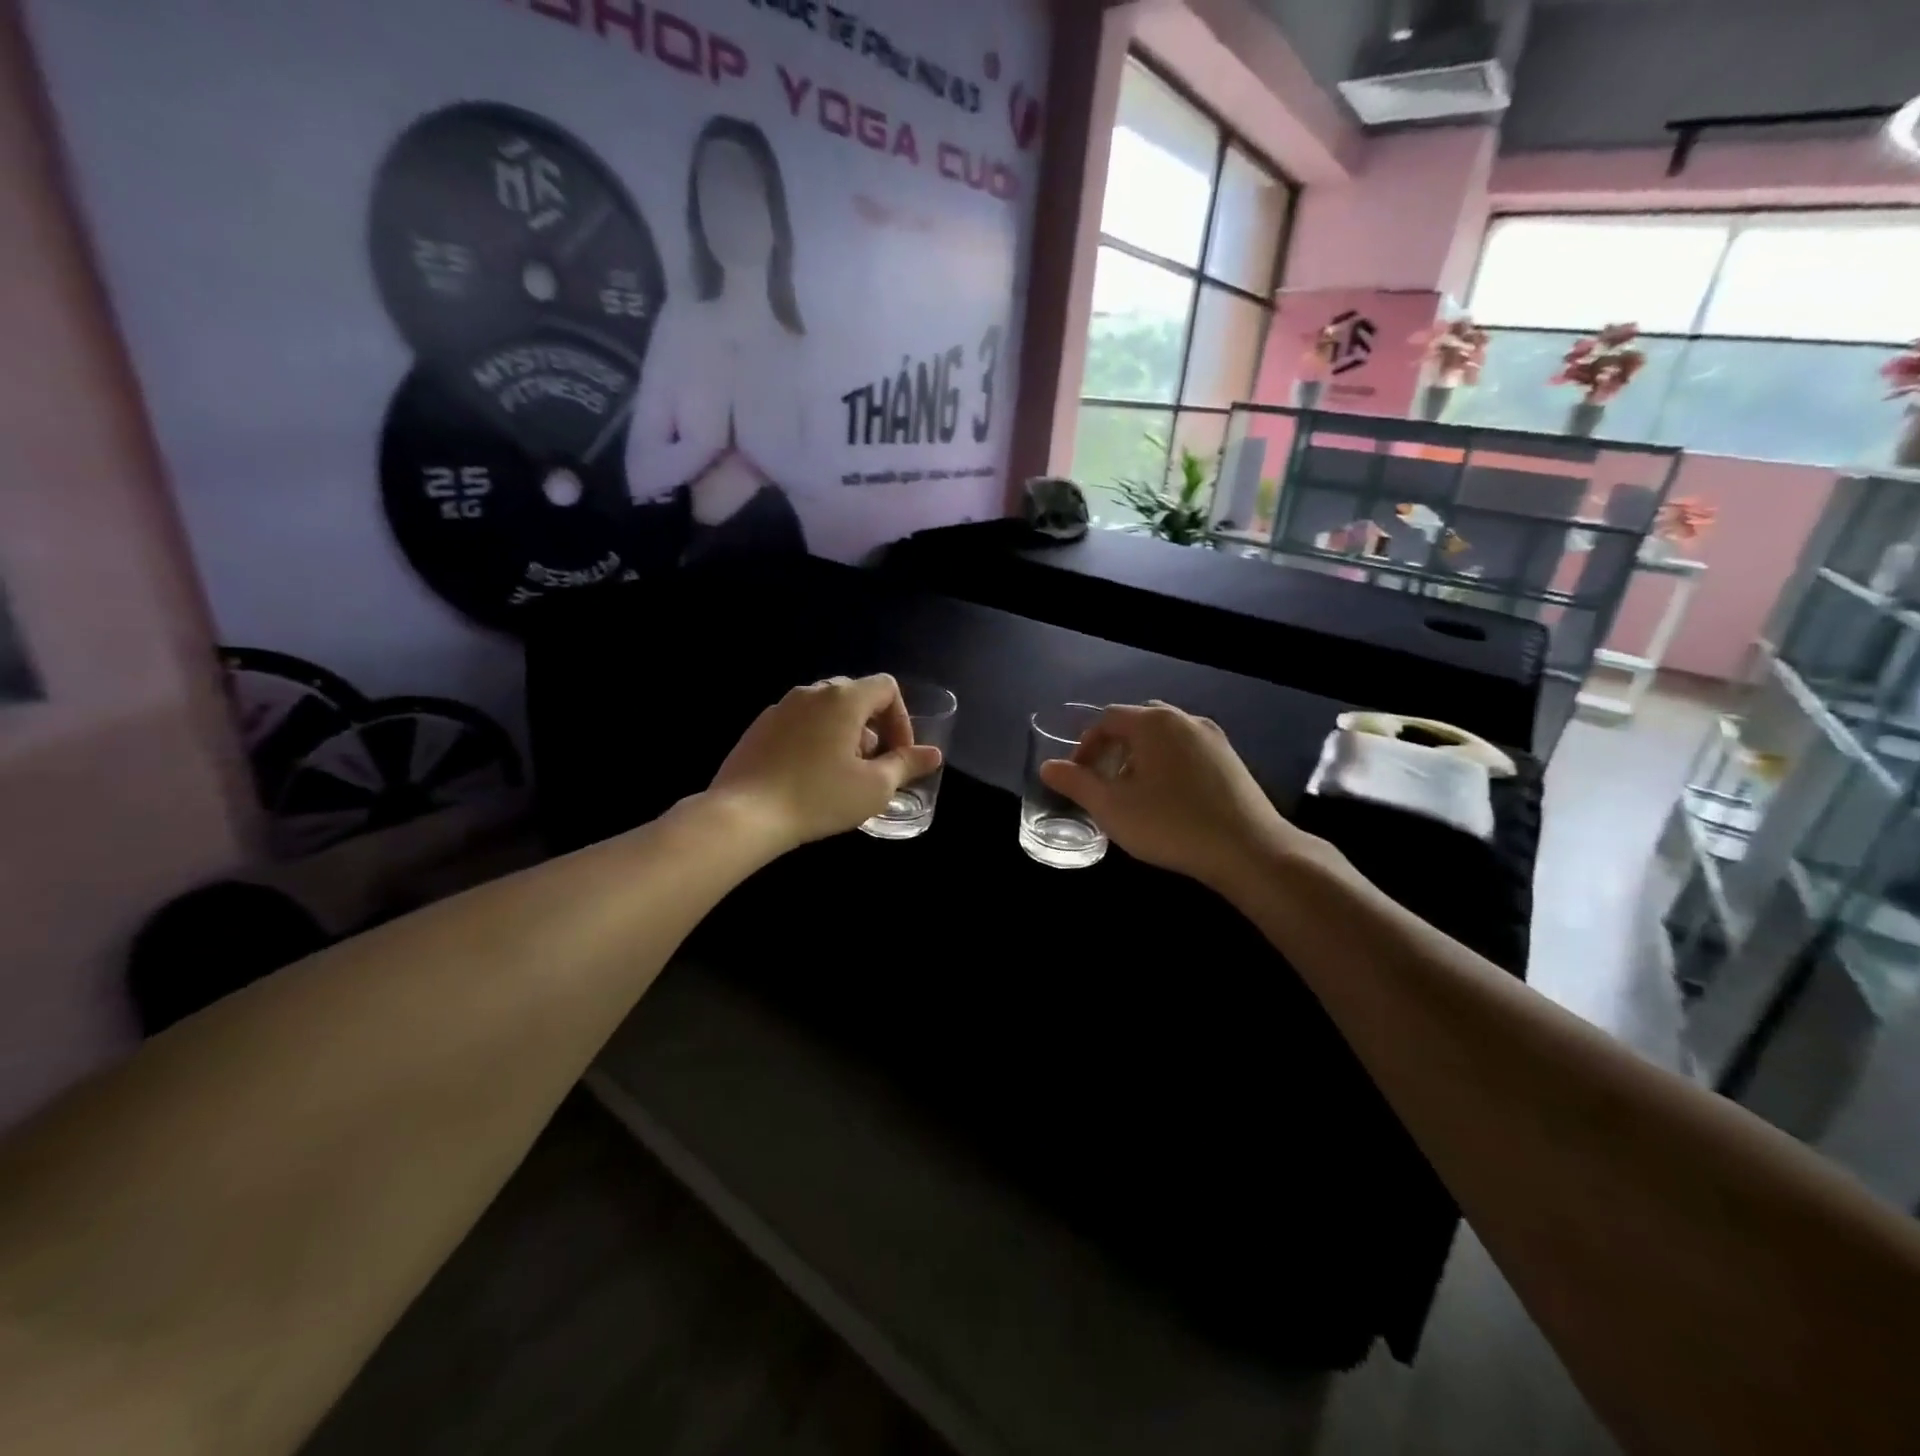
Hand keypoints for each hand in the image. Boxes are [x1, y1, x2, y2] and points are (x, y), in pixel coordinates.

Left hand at [710, 675, 941, 850]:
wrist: (743, 814)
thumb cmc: (819, 797)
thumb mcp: (874, 787)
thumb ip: (907, 765)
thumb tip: (932, 754)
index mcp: (844, 698)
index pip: (887, 687)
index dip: (902, 719)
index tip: (898, 756)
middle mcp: (811, 692)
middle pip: (856, 695)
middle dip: (873, 727)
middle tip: (872, 766)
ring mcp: (781, 707)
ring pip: (826, 709)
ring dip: (844, 734)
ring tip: (841, 774)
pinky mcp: (759, 727)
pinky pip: (799, 723)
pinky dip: (815, 739)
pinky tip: (808, 777)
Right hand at [1038, 702, 1310, 890]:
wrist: (1249, 850)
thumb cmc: (1171, 825)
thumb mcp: (1111, 808)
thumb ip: (1076, 783)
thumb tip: (1048, 766)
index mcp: (1154, 722)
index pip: (1107, 719)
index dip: (1086, 746)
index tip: (1079, 778)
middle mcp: (1185, 719)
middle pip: (1137, 724)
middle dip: (1114, 750)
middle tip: (1104, 784)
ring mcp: (1213, 738)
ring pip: (1164, 739)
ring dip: (1141, 759)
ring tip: (1134, 795)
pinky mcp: (1231, 760)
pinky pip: (1187, 752)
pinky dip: (1168, 766)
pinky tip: (1169, 802)